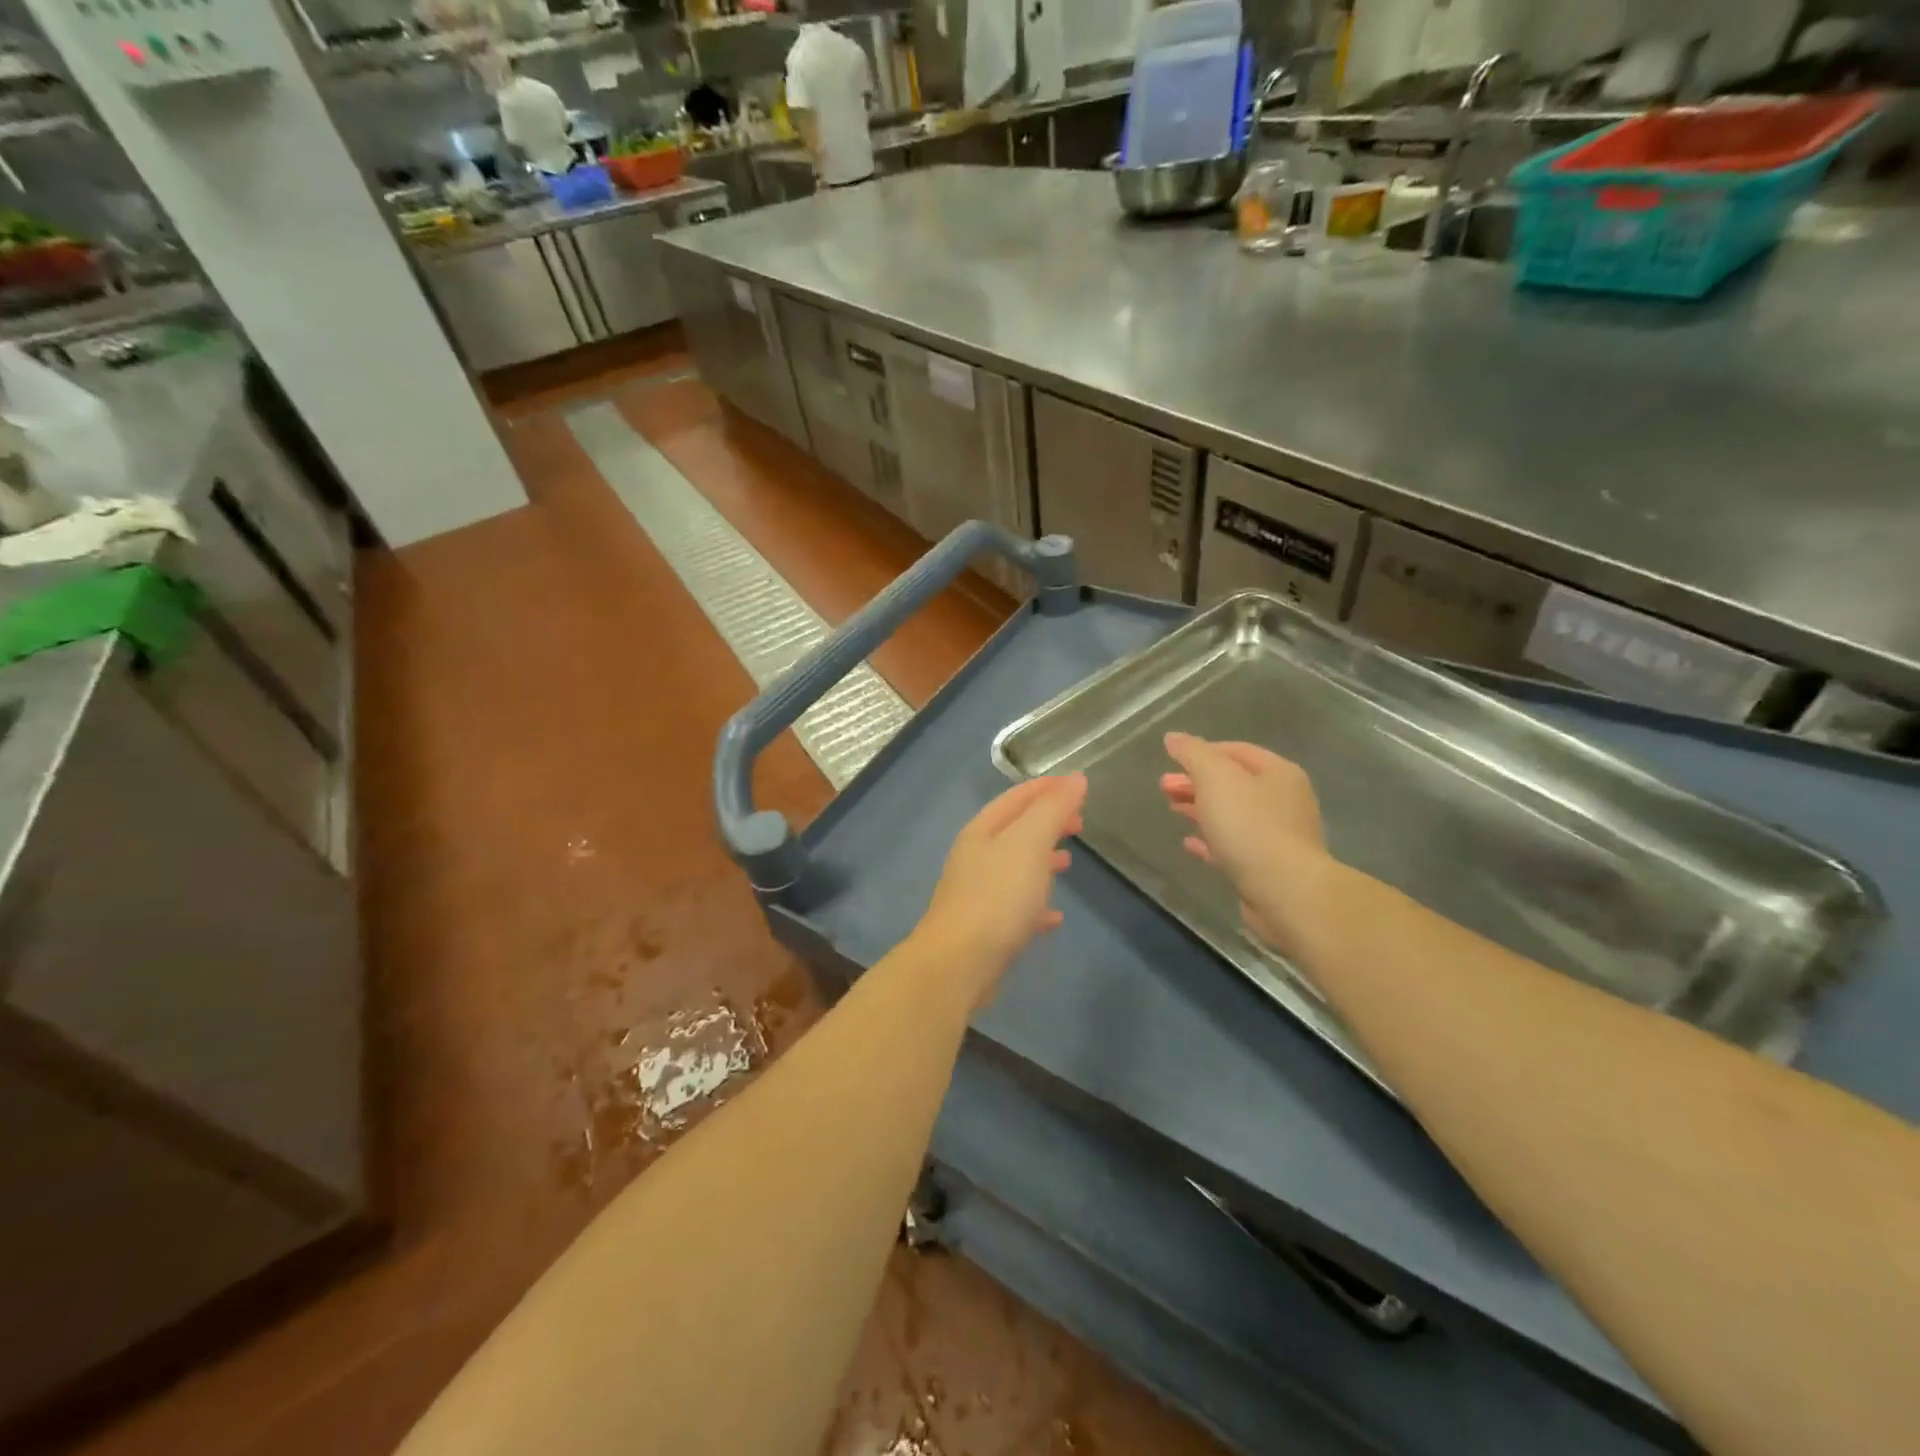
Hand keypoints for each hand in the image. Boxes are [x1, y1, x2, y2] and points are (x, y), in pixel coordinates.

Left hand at [915, 774, 1086, 1007]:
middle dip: (1047, 823)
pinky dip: (1037, 904)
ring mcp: (978, 893)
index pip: (1017, 798)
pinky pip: (1016, 907)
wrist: (960, 963)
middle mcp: (976, 857)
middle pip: (1015, 830)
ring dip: (1041, 861)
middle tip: (1079, 824)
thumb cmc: (997, 896)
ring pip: (1015, 868)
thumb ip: (1052, 809)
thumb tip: (1076, 778)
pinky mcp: (985, 928)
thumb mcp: (1029, 843)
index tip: (1078, 786)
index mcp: (982, 831)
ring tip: (1069, 863)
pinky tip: (1055, 917)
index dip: (1047, 788)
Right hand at [1161, 733, 1328, 956]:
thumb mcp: (1216, 779)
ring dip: (1200, 808)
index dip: (1202, 752)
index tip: (1172, 760)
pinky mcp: (1268, 867)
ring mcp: (1278, 835)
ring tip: (1172, 809)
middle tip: (1164, 787)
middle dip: (1196, 782)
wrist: (1285, 892)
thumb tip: (1174, 738)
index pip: (1236, 751)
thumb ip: (1194, 754)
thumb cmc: (1250, 827)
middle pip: (1233, 783)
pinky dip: (1210, 840)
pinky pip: (1234, 845)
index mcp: (1278, 773)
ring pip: (1232, 814)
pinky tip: (1189, 843)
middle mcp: (1284, 800)